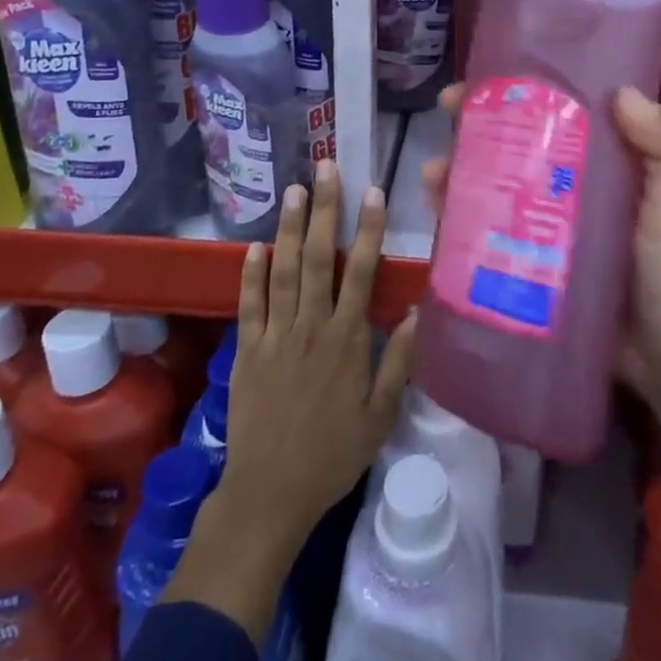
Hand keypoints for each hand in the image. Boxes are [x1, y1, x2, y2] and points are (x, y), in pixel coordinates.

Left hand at [164, 161, 415, 640]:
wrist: (270, 493)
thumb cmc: (332, 454)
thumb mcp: (379, 416)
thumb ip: (397, 363)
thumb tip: (413, 313)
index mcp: (346, 340)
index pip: (362, 272)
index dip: (369, 229)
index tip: (373, 192)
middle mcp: (311, 326)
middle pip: (319, 257)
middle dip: (324, 210)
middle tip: (325, 168)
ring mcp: (275, 335)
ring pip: (283, 270)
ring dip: (288, 228)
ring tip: (293, 189)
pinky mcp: (247, 350)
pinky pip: (249, 304)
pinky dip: (251, 273)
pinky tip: (254, 244)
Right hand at [421, 82, 660, 411]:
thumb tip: (621, 92)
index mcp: (611, 159)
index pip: (562, 109)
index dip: (524, 89)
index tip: (486, 78)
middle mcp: (575, 183)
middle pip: (520, 141)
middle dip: (479, 124)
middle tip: (446, 114)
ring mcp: (551, 225)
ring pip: (498, 185)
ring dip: (462, 172)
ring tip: (433, 174)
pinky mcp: (533, 264)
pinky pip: (493, 233)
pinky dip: (463, 219)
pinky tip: (437, 214)